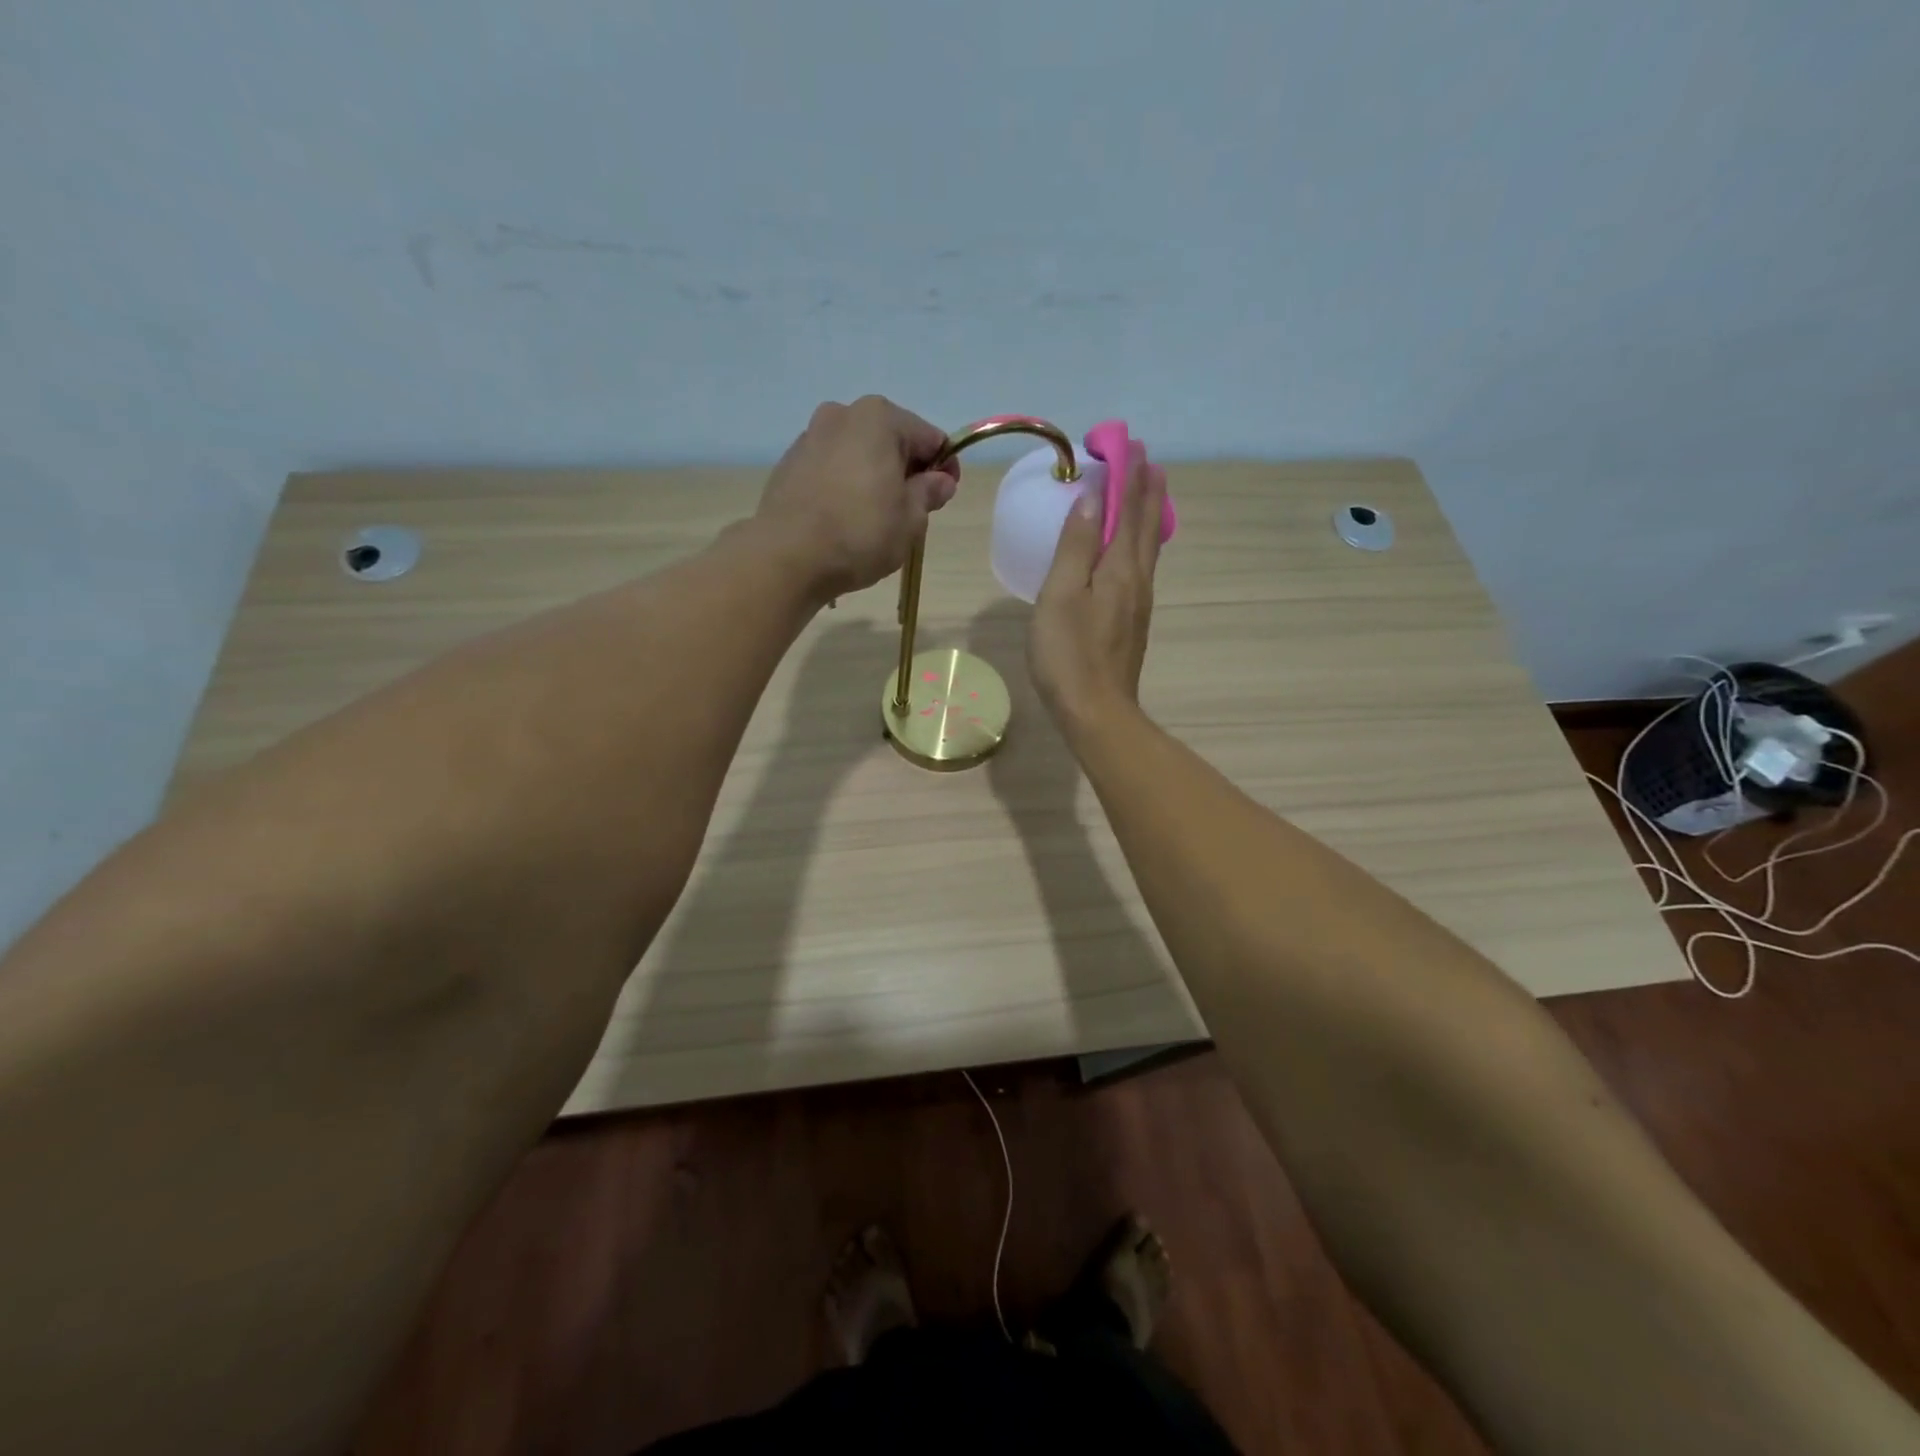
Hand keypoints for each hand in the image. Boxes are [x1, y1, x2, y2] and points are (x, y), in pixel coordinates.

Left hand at [755, 396, 959, 599]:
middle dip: (906, 471)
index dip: (944, 468)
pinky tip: (844, 519)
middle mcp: (842, 415)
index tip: (944, 497)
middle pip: (890, 441)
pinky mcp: (789, 463)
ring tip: (875, 519)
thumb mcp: (910, 519)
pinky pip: (831, 469)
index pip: (930, 438)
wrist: (788, 556)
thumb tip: (941, 480)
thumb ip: (929, 493)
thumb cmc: (860, 533)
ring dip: (874, 478)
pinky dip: (845, 486)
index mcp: (879, 418)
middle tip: (911, 512)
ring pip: (858, 454)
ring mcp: (810, 437)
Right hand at [1030, 445, 1167, 733]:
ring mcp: (1138, 605)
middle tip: (1149, 461)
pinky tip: (1133, 552)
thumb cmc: (1069, 654)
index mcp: (1119, 569)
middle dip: (1147, 492)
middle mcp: (1137, 581)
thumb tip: (1092, 499)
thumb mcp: (1061, 595)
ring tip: (1148, 495)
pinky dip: (1141, 545)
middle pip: (1147, 527)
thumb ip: (1075, 547)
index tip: (1132, 446)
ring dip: (1149, 517)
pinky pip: (1141, 569)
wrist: (1097, 713)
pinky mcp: (1132, 625)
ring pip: (1148, 550)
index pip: (1129, 511)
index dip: (1129, 478)